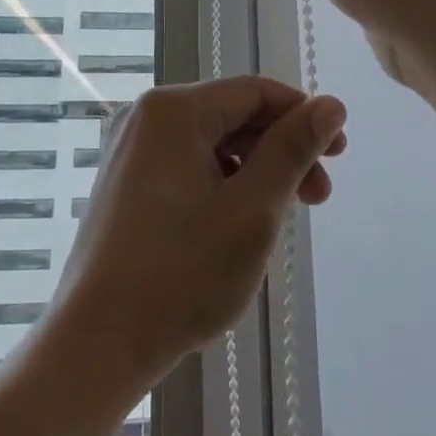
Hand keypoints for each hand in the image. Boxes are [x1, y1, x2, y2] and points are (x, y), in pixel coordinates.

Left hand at [48, 77, 347, 384]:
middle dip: (280, 150)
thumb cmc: (181, 273)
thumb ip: (293, 150)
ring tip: (282, 216)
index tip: (339, 154)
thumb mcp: (252, 209)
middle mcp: (146, 116)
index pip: (255, 92)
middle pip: (231, 115)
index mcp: (173, 109)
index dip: (302, 115)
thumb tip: (332, 104)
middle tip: (319, 196)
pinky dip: (221, 183)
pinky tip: (240, 222)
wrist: (96, 343)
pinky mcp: (123, 181)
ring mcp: (129, 148)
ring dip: (254, 170)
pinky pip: (186, 164)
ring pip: (210, 143)